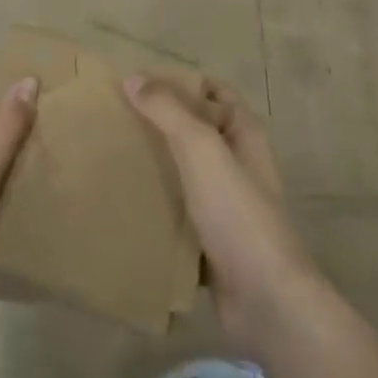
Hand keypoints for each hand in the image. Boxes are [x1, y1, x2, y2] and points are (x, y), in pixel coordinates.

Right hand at [124, 76, 318, 353]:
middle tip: (114, 119)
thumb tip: (132, 77)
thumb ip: (168, 111)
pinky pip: (179, 212)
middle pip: (195, 130)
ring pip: (185, 172)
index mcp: (244, 133)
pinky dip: (157, 206)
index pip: (212, 91)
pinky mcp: (212, 240)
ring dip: (155, 165)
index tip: (137, 83)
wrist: (265, 299)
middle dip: (159, 122)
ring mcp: (226, 203)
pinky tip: (124, 204)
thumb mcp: (202, 150)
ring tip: (112, 157)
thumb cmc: (237, 213)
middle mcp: (238, 162)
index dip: (180, 81)